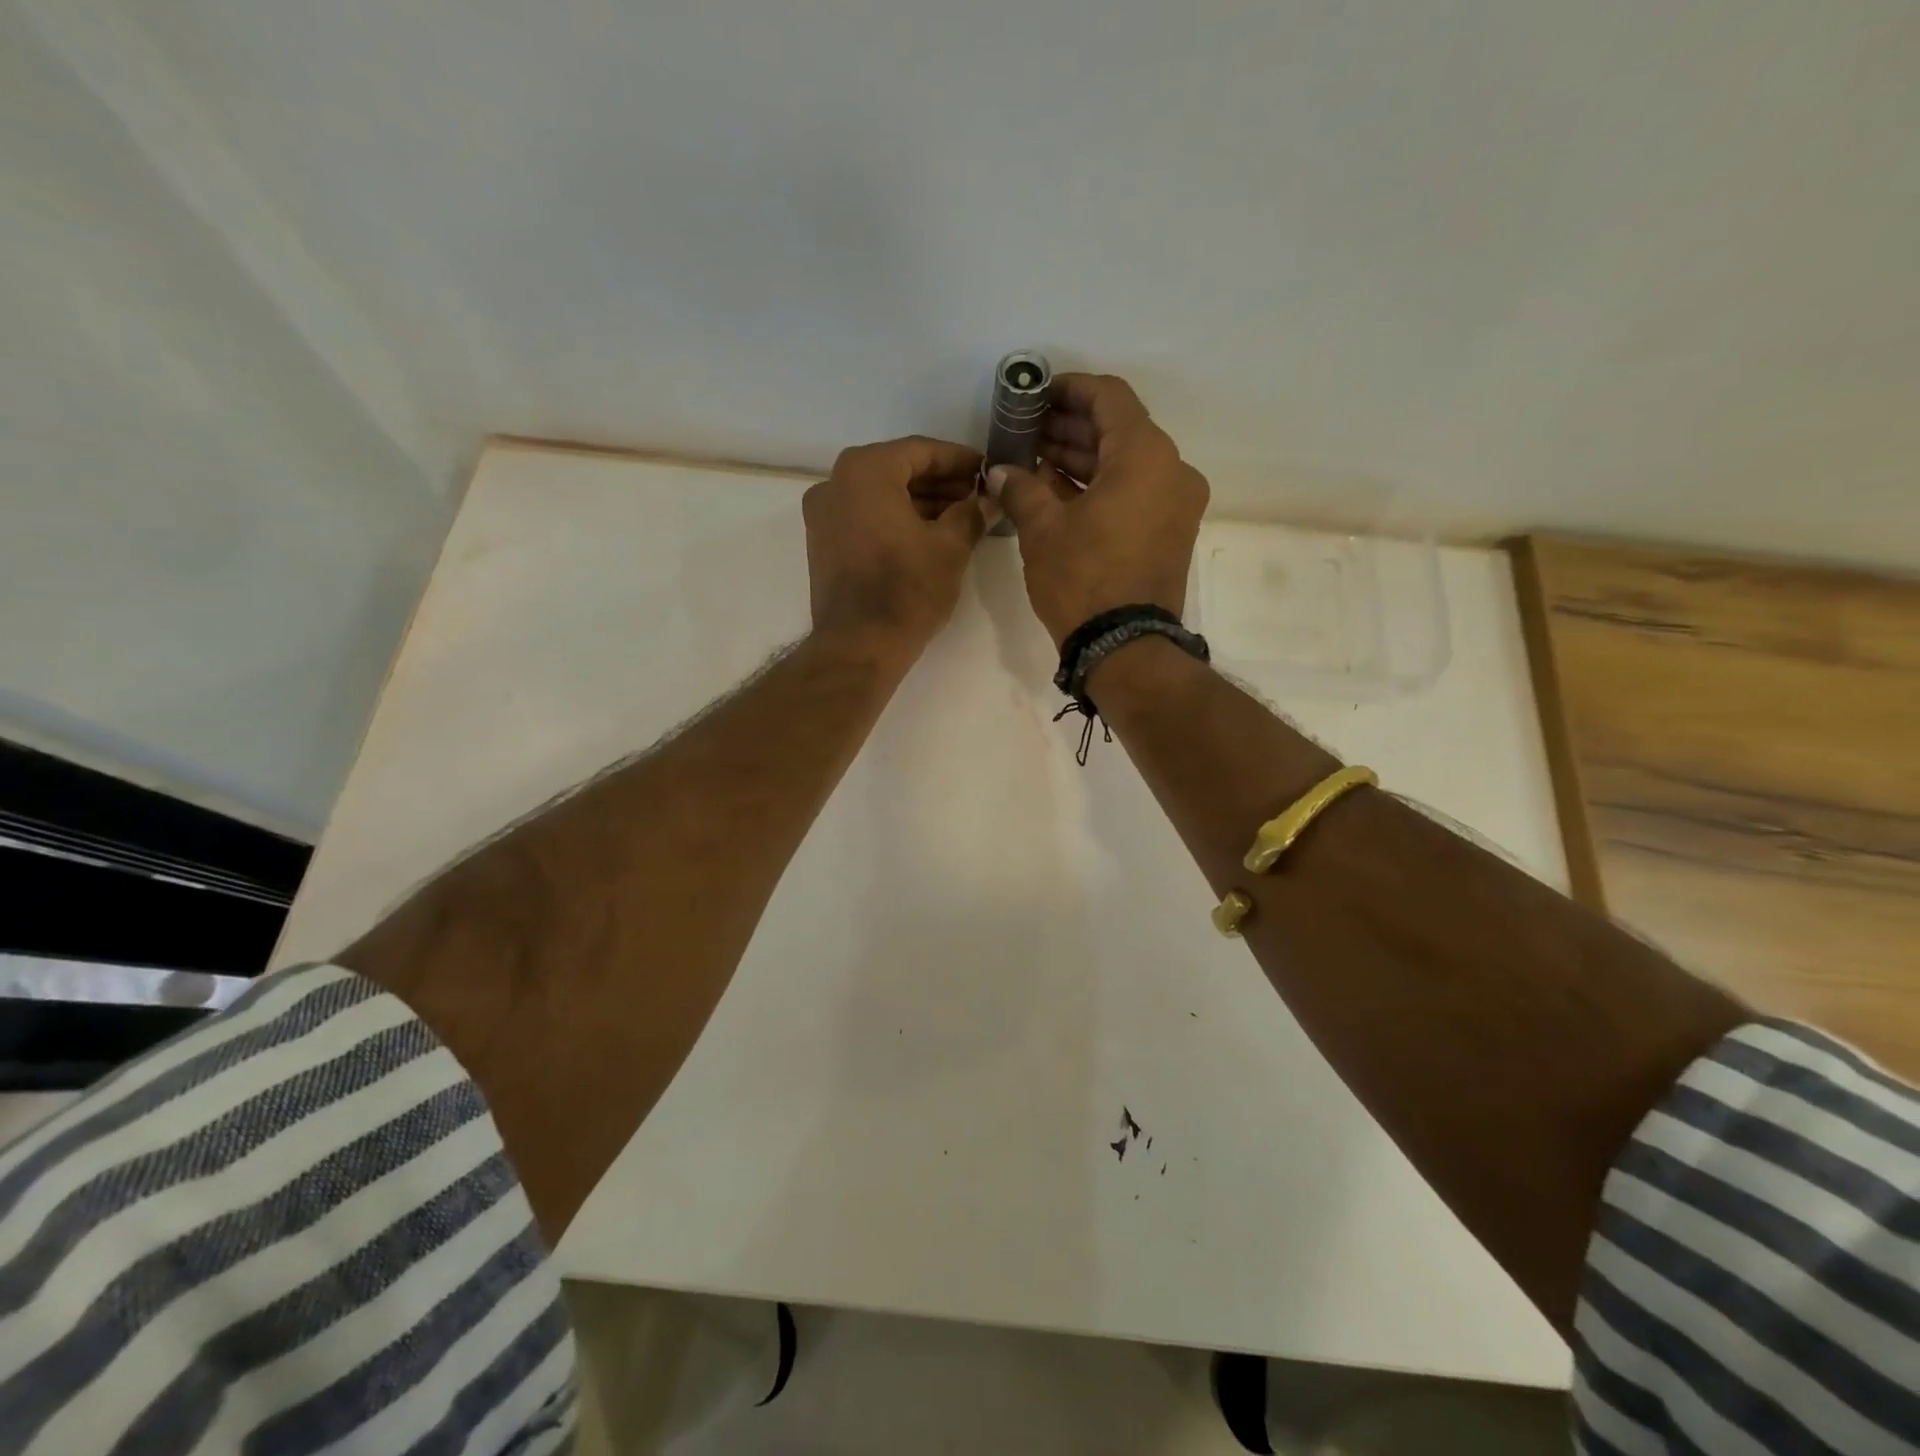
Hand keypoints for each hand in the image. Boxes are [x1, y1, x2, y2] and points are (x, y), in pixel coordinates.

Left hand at [803, 436, 985, 658]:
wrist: (859, 645)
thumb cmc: (907, 589)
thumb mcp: (950, 547)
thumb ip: (971, 513)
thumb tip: (989, 499)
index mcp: (865, 471)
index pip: (921, 451)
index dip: (959, 460)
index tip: (987, 471)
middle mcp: (835, 483)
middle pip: (898, 470)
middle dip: (940, 483)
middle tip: (978, 496)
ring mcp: (823, 515)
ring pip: (881, 495)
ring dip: (920, 503)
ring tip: (961, 518)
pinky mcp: (823, 544)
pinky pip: (865, 517)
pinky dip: (896, 520)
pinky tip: (929, 535)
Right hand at [983, 374, 1208, 646]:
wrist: (1125, 648)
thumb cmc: (1083, 579)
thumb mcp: (1042, 529)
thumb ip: (1021, 488)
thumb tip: (999, 471)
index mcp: (1145, 456)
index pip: (1109, 398)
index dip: (1070, 389)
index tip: (1037, 396)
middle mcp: (1172, 470)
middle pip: (1120, 430)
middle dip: (1071, 428)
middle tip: (1028, 432)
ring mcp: (1176, 504)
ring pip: (1127, 463)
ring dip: (1084, 459)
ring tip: (1036, 461)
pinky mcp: (1171, 532)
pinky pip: (1135, 492)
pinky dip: (1101, 487)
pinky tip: (1059, 491)